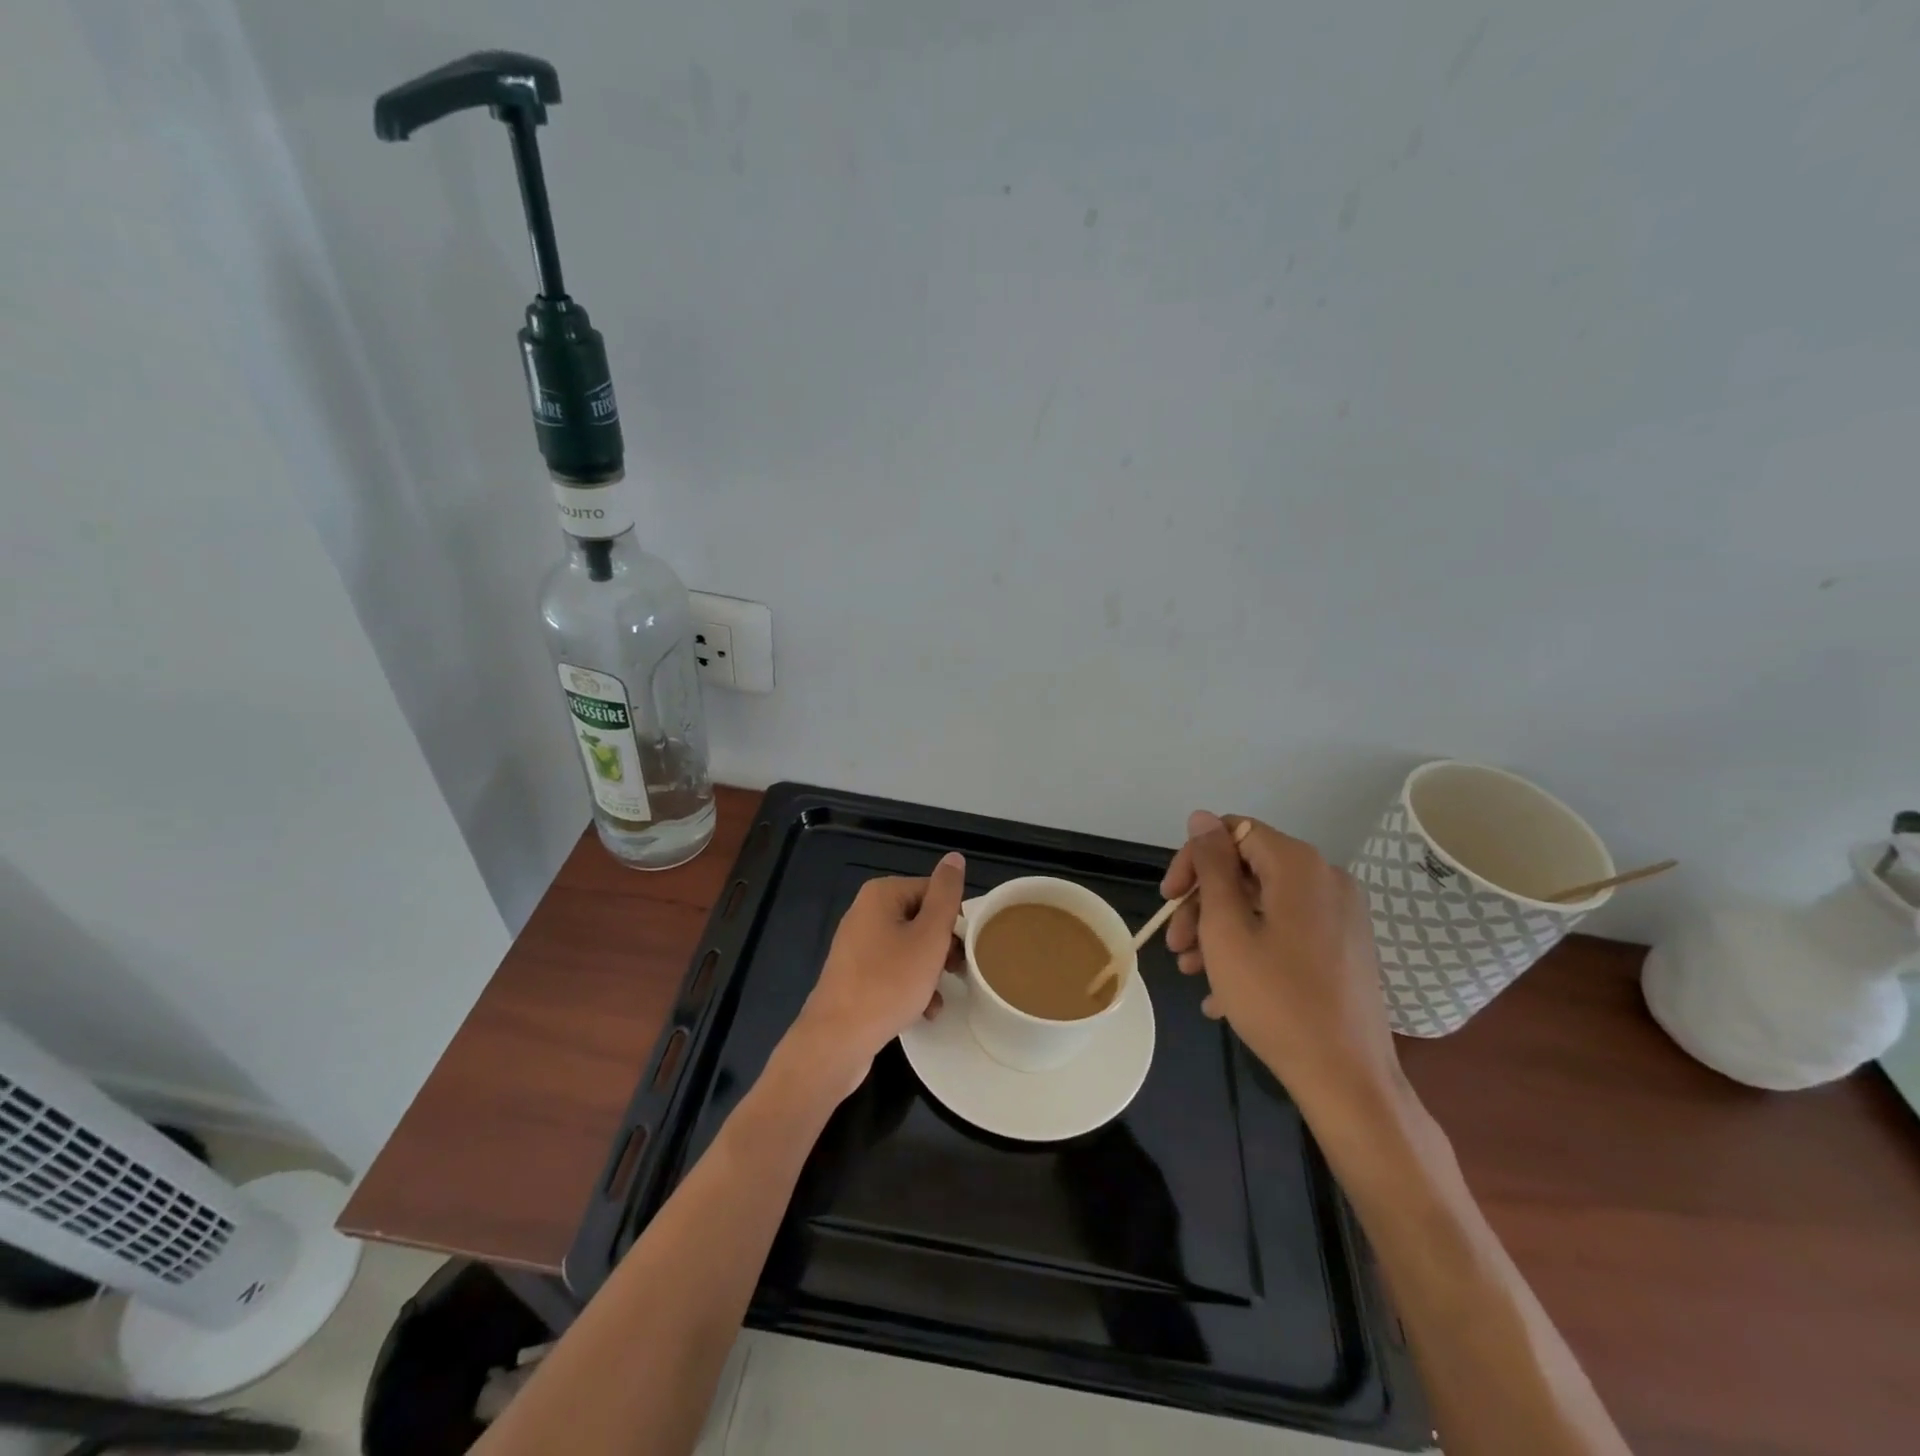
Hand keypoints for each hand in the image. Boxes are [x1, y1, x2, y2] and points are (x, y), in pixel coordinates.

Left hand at [784, 853, 965, 1097]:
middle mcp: (865, 912)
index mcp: (882, 894)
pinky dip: (911, 986)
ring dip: (930, 971)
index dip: (954, 920)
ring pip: (910, 948)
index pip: (934, 892)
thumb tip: (954, 857)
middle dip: (943, 947)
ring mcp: (857, 944)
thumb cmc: (888, 983)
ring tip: (940, 996)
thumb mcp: (929, 936)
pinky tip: (924, 1011)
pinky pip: (893, 970)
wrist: (837, 1039)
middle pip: (921, 919)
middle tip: (957, 972)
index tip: (966, 949)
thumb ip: (946, 896)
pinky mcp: (854, 974)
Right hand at [1162, 812, 1407, 1123]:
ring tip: (1193, 972)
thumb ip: (1211, 866)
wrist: (1348, 1079)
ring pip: (1262, 905)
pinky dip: (1251, 950)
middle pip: (1246, 871)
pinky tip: (1223, 994)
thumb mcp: (1225, 928)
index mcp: (1299, 865)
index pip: (1232, 832)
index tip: (1169, 900)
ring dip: (1220, 931)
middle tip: (1177, 947)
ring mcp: (1339, 915)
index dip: (1193, 861)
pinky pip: (1285, 932)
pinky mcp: (1344, 947)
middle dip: (1202, 904)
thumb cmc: (1276, 998)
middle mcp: (1325, 879)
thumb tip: (1202, 818)